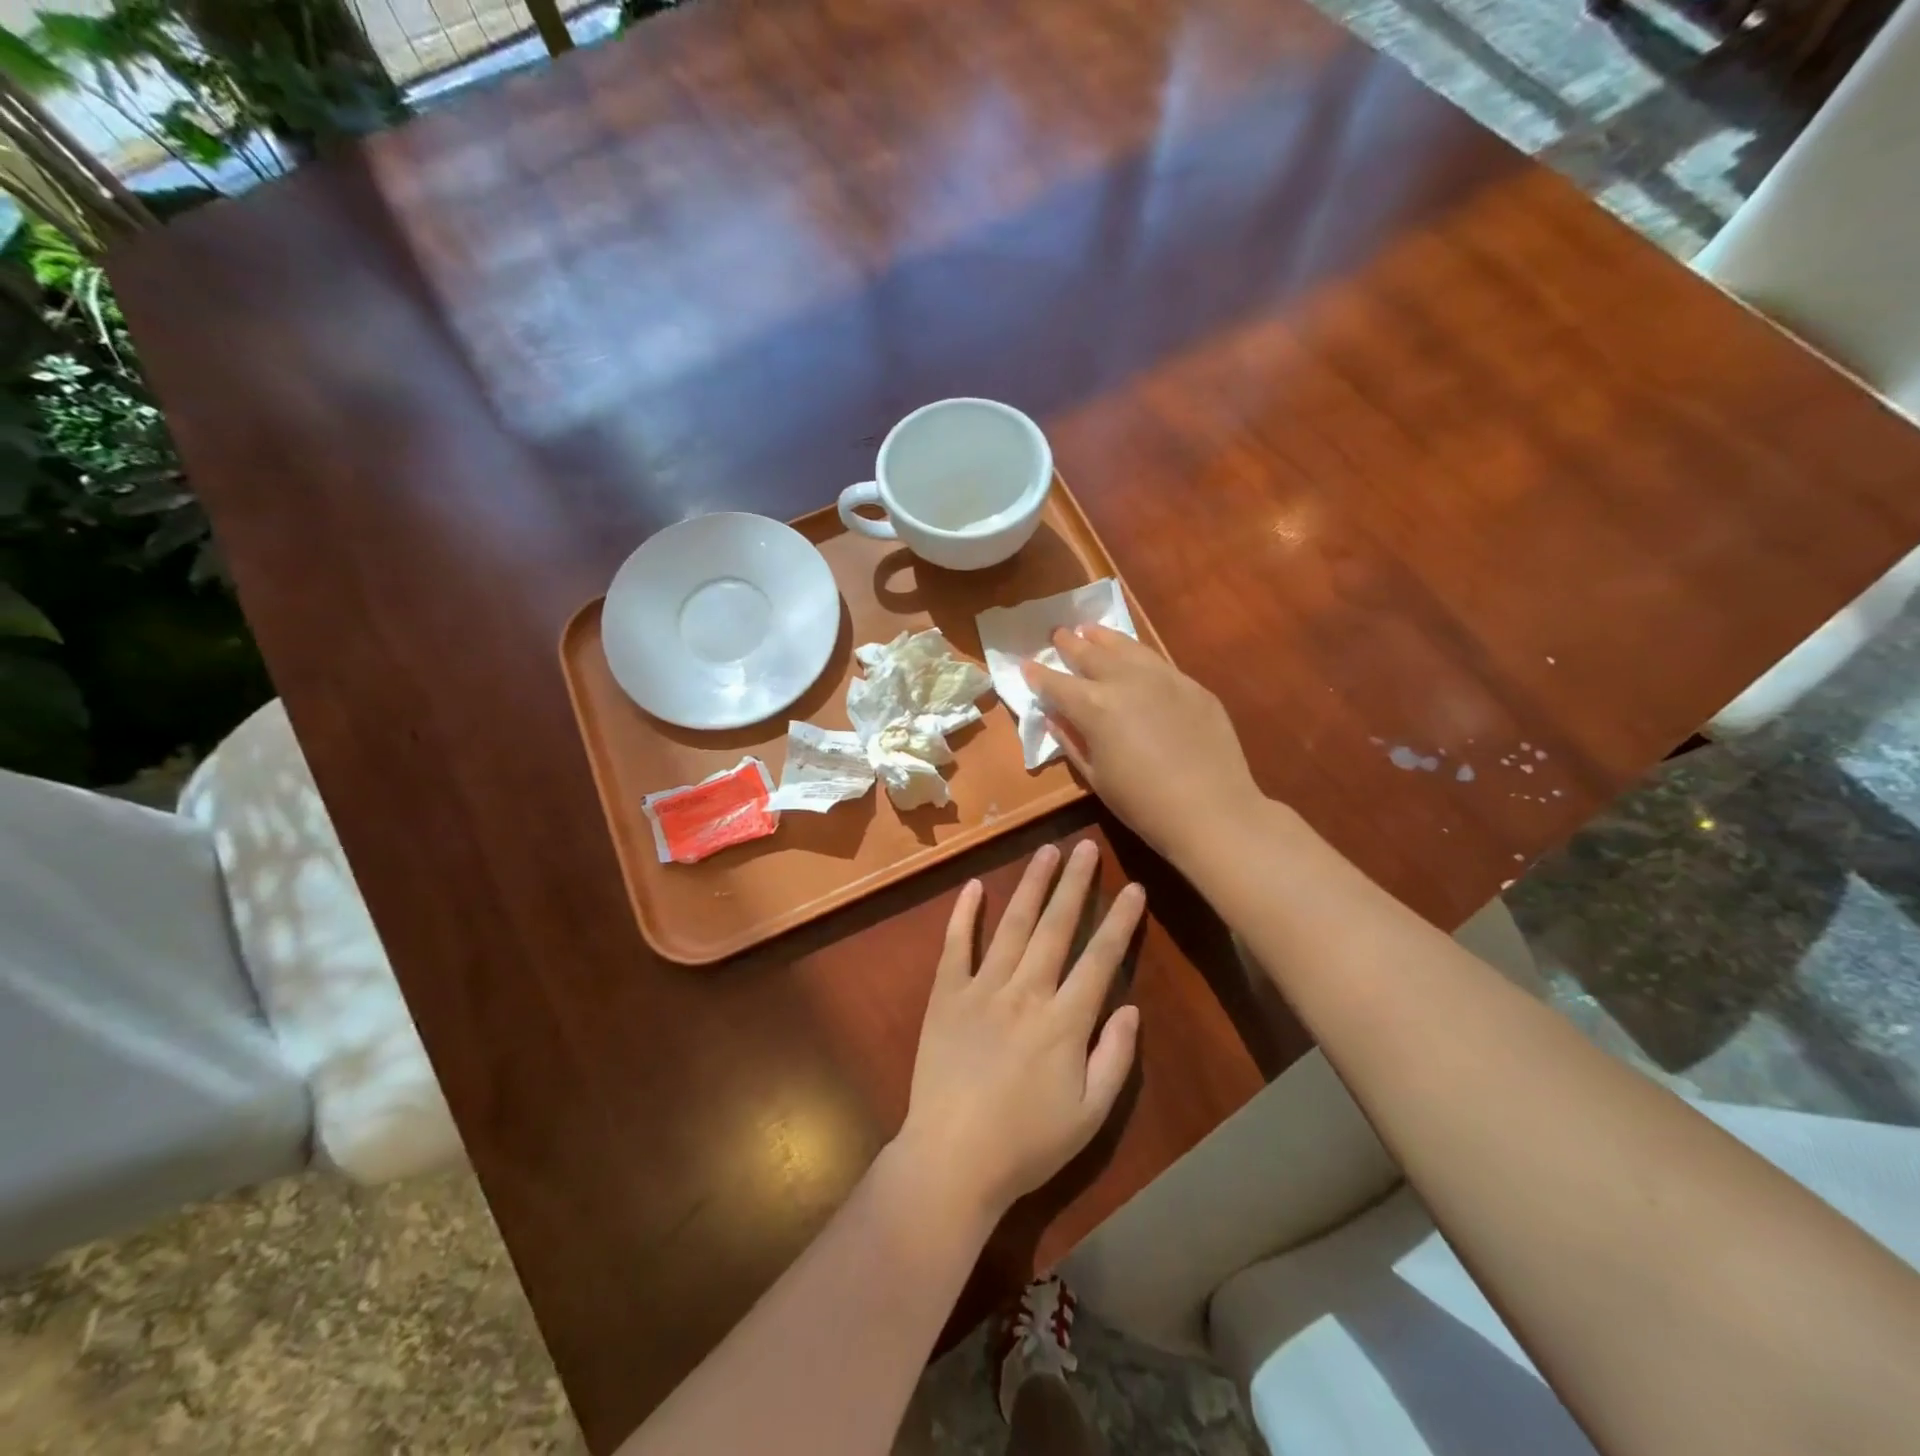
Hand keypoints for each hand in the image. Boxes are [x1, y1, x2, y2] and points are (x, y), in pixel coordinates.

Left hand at [898, 840, 1143, 1220]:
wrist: (951, 1159)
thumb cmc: (1027, 1144)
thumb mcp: (1090, 1115)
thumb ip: (1115, 1058)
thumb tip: (1130, 1006)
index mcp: (1064, 1021)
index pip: (1100, 958)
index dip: (1120, 921)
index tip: (1134, 887)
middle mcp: (1026, 992)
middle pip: (1056, 927)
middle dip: (1074, 883)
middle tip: (1084, 846)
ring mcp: (982, 989)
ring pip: (1013, 925)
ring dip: (1030, 885)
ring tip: (1044, 851)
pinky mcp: (946, 995)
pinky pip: (956, 946)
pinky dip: (964, 914)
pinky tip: (975, 886)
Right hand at [1023, 626, 1259, 866]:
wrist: (1212, 810)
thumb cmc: (1143, 804)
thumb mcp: (1096, 777)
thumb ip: (1071, 740)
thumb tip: (1053, 717)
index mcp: (1094, 706)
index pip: (1056, 684)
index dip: (1038, 675)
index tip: (1026, 666)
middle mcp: (1125, 680)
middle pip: (1090, 654)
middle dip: (1069, 644)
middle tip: (1058, 634)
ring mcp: (1163, 678)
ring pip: (1126, 646)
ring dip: (1103, 637)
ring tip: (1090, 630)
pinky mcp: (1192, 685)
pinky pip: (1157, 662)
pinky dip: (1137, 654)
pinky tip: (1134, 657)